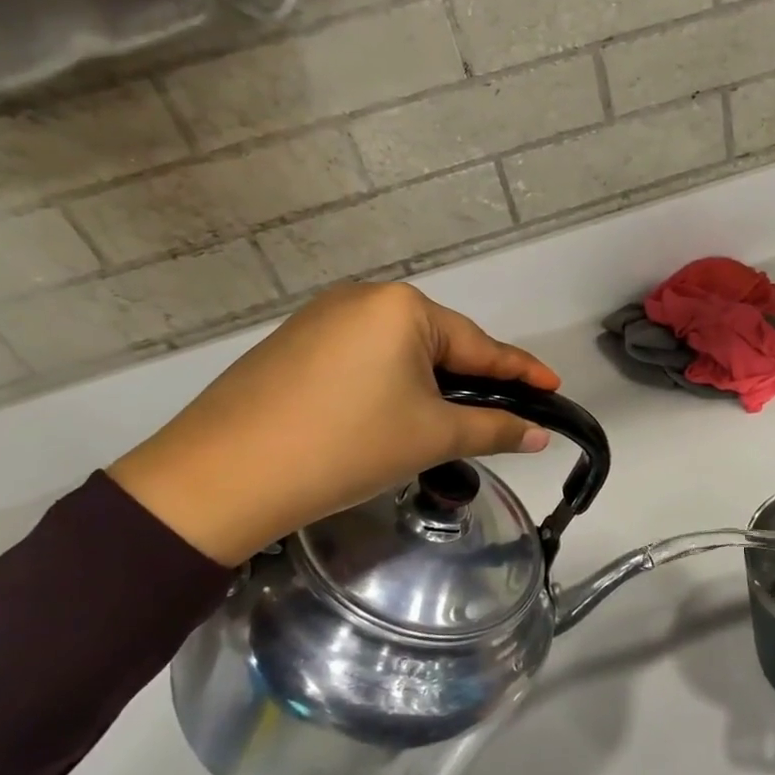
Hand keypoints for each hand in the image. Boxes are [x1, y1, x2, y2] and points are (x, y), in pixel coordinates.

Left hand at [109, 283, 558, 565]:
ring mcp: (322, 317)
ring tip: (437, 425)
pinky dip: (386, 385)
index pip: (480, 346)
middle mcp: (364, 297)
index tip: (554, 387)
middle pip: (438, 344)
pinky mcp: (293, 342)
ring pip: (398, 352)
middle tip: (497, 418)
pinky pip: (361, 358)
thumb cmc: (345, 447)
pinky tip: (383, 416)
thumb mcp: (430, 436)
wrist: (221, 477)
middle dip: (469, 381)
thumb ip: (494, 428)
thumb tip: (539, 436)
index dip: (521, 372)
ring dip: (426, 385)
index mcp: (404, 307)